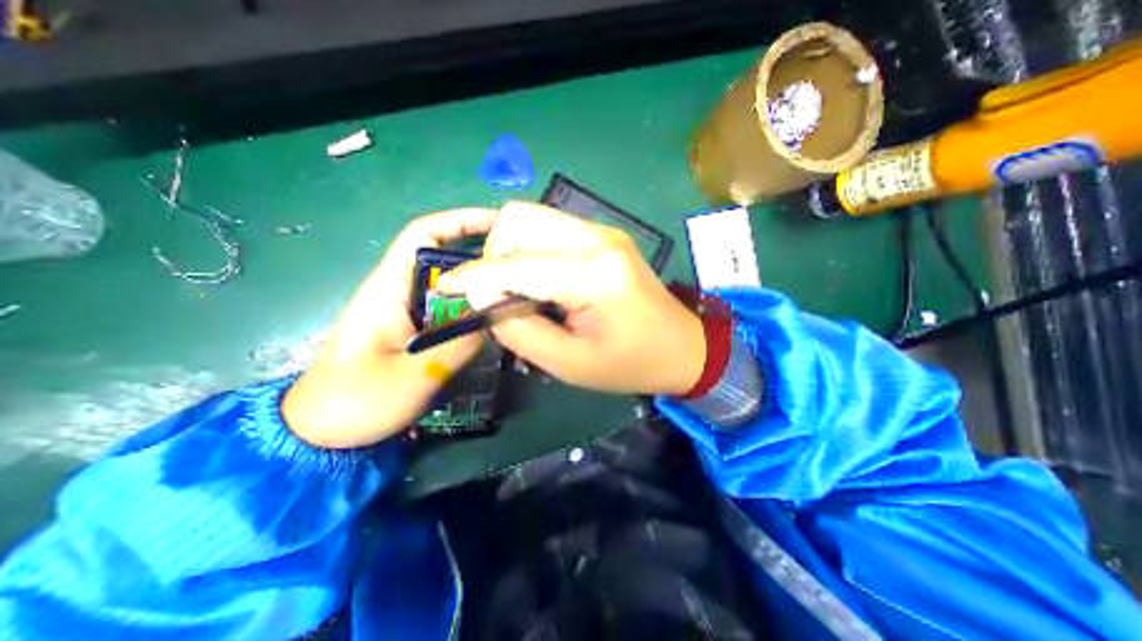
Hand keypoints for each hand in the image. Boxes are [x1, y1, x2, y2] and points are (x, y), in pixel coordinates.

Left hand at [277, 208, 496, 448]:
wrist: (319, 433)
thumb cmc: (356, 402)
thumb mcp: (413, 375)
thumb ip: (457, 344)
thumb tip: (495, 319)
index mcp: (388, 288)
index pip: (422, 234)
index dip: (459, 221)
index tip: (498, 224)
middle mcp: (398, 291)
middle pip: (443, 257)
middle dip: (480, 255)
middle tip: (520, 266)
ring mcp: (407, 311)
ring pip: (449, 285)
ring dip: (480, 284)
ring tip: (515, 291)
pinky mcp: (413, 330)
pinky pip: (449, 309)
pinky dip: (472, 308)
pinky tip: (493, 320)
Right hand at [439, 202, 706, 397]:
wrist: (682, 346)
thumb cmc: (630, 364)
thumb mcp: (569, 363)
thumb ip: (519, 329)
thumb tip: (483, 299)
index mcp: (594, 274)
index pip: (515, 264)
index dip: (474, 277)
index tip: (446, 289)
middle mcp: (597, 238)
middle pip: (519, 219)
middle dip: (494, 255)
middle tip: (498, 294)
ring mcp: (602, 231)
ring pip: (531, 218)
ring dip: (511, 251)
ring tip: (518, 289)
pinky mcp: (603, 235)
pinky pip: (549, 229)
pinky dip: (530, 250)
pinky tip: (540, 280)